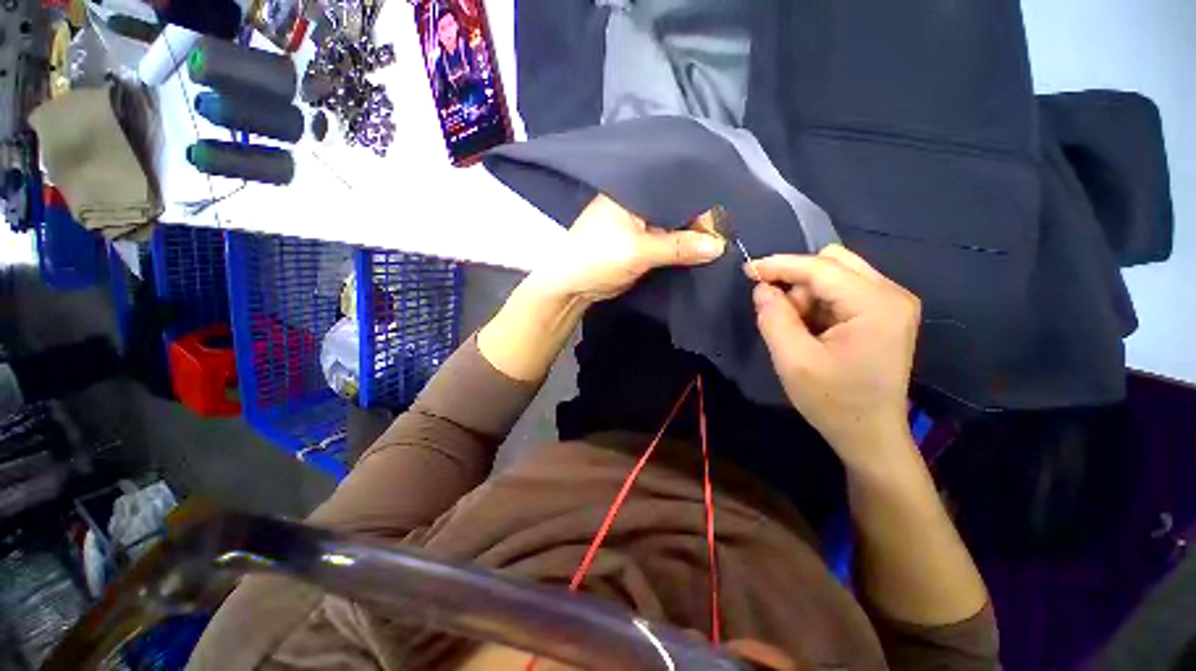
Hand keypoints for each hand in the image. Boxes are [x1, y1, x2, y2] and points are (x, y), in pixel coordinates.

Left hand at [526, 195, 726, 303]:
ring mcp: (640, 224)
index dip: (700, 203)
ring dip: (691, 237)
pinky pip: (668, 241)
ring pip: (674, 225)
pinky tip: (700, 252)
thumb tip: (720, 246)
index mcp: (632, 191)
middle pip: (677, 207)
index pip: (676, 189)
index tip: (726, 220)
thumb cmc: (597, 259)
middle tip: (728, 232)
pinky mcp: (641, 243)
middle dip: (699, 221)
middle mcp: (638, 203)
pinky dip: (681, 248)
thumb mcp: (638, 251)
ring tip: (720, 242)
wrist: (573, 287)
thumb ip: (678, 247)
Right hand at [748, 245, 919, 465]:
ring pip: (836, 275)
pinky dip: (818, 303)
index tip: (747, 269)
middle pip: (833, 262)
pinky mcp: (885, 313)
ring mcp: (892, 303)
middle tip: (778, 311)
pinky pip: (843, 290)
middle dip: (797, 281)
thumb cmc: (832, 401)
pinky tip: (811, 329)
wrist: (869, 435)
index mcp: (875, 305)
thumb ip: (773, 318)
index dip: (780, 265)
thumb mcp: (793, 360)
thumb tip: (762, 288)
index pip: (821, 268)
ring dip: (806, 295)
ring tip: (796, 328)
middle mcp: (891, 294)